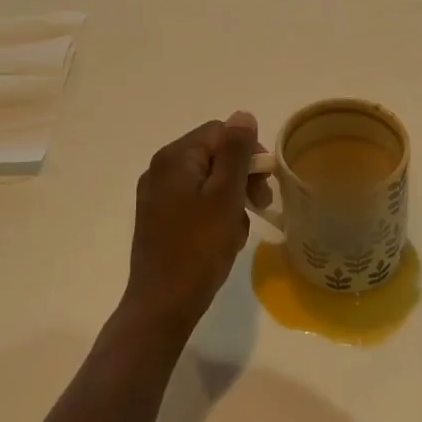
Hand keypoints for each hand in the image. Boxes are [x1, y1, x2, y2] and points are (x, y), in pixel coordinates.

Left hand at [122, 111, 270, 339]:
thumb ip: (236, 152)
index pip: (220, 133)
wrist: (162, 306)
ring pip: (209, 183)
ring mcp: (157, 196)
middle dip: (240, 180)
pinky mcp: (160, 219)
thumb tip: (243, 115)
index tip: (264, 185)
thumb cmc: (198, 249)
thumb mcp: (225, 196)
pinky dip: (215, 217)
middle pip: (214, 156)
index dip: (248, 154)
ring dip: (231, 202)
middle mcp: (161, 169)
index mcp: (174, 157)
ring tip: (237, 233)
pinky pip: (197, 204)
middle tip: (259, 208)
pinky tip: (222, 242)